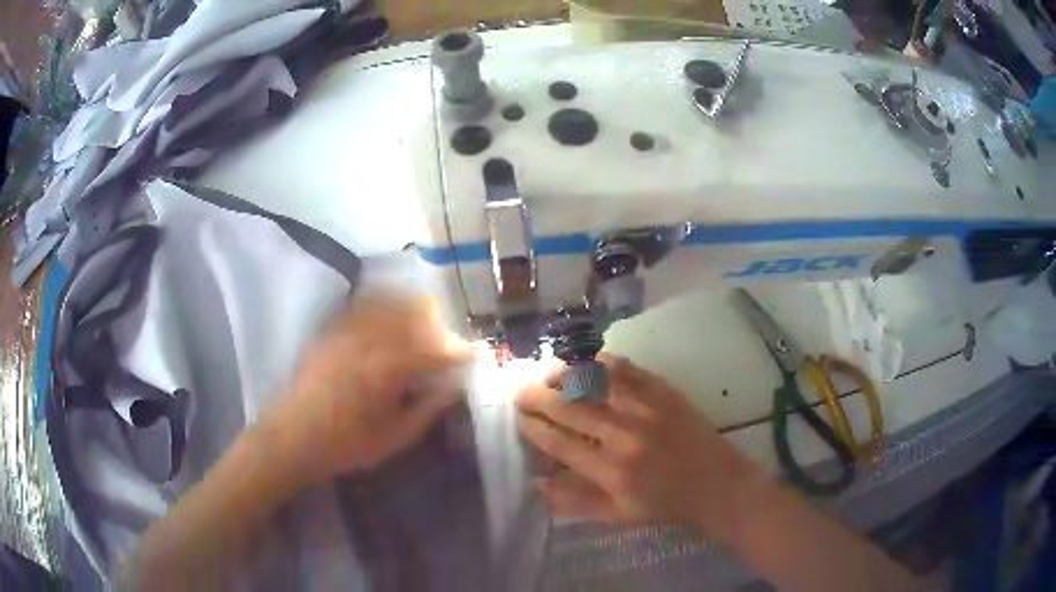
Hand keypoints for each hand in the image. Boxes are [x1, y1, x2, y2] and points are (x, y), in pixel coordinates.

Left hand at [274, 296, 469, 482]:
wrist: (292, 437)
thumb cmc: (345, 445)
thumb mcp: (394, 438)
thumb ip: (427, 410)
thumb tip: (453, 389)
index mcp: (388, 370)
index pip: (435, 350)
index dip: (459, 350)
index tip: (475, 353)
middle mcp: (370, 340)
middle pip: (414, 314)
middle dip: (439, 323)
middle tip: (448, 341)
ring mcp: (348, 331)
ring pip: (390, 303)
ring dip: (413, 309)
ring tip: (424, 324)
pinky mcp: (331, 331)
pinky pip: (363, 306)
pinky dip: (384, 306)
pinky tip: (389, 317)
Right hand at [517, 355, 765, 536]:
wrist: (717, 484)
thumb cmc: (665, 504)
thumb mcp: (618, 514)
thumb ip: (575, 501)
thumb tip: (537, 482)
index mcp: (611, 471)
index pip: (560, 443)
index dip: (535, 428)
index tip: (521, 419)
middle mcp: (625, 436)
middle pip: (571, 409)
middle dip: (539, 397)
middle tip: (522, 391)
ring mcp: (646, 409)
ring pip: (596, 383)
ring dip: (566, 375)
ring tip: (550, 373)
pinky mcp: (665, 392)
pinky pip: (627, 370)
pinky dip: (602, 363)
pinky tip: (588, 362)